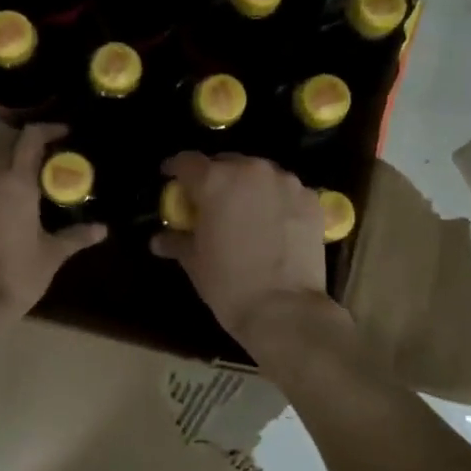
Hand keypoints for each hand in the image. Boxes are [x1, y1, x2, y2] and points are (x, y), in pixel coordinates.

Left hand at [0, 123, 105, 322]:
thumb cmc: (16, 276)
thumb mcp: (51, 255)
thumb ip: (76, 236)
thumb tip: (102, 229)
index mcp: (15, 183)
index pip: (30, 138)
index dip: (47, 129)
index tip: (63, 133)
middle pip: (5, 148)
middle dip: (24, 150)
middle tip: (44, 165)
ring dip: (4, 174)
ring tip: (20, 195)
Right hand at [153, 153, 338, 352]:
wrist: (284, 309)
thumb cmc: (228, 283)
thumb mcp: (194, 261)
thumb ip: (177, 240)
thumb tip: (159, 239)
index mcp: (214, 180)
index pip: (187, 161)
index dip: (175, 169)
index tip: (170, 178)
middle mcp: (251, 171)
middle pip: (225, 163)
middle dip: (214, 178)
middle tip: (209, 202)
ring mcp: (286, 182)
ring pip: (259, 174)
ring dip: (247, 187)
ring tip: (244, 212)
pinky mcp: (311, 199)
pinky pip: (285, 191)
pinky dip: (276, 200)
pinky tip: (273, 223)